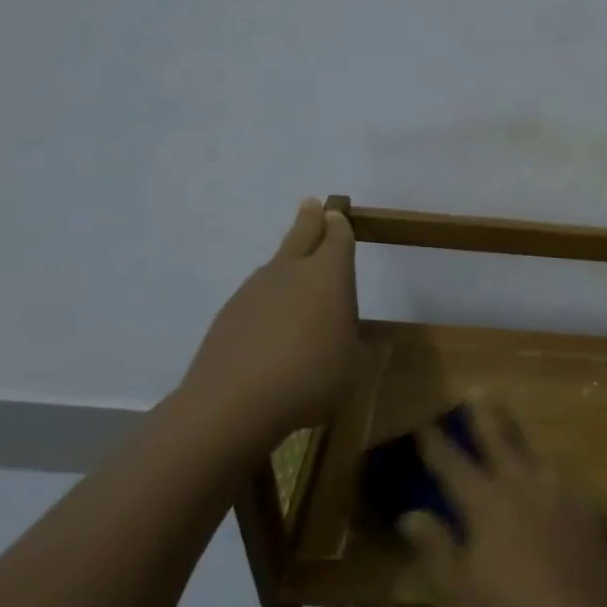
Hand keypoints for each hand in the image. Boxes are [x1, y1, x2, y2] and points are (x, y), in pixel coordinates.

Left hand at [178, 199, 357, 443]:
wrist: (235, 402)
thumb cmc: (312, 377)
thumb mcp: (356, 369)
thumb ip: (367, 352)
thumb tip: (376, 344)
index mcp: (329, 276)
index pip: (338, 239)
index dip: (340, 227)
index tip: (338, 215)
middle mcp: (290, 272)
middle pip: (301, 235)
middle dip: (310, 219)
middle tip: (312, 205)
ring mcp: (254, 290)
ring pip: (276, 266)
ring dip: (288, 262)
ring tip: (297, 273)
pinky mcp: (229, 314)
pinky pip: (257, 296)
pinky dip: (269, 300)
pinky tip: (273, 324)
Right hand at [399, 402, 606, 606]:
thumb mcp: (457, 598)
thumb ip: (435, 550)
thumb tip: (411, 515)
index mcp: (488, 505)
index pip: (453, 465)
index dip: (435, 444)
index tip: (424, 423)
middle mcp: (527, 489)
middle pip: (502, 443)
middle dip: (485, 418)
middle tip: (478, 393)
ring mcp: (565, 499)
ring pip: (539, 458)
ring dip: (522, 441)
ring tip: (514, 432)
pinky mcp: (594, 517)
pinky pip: (568, 485)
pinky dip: (554, 478)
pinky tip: (556, 485)